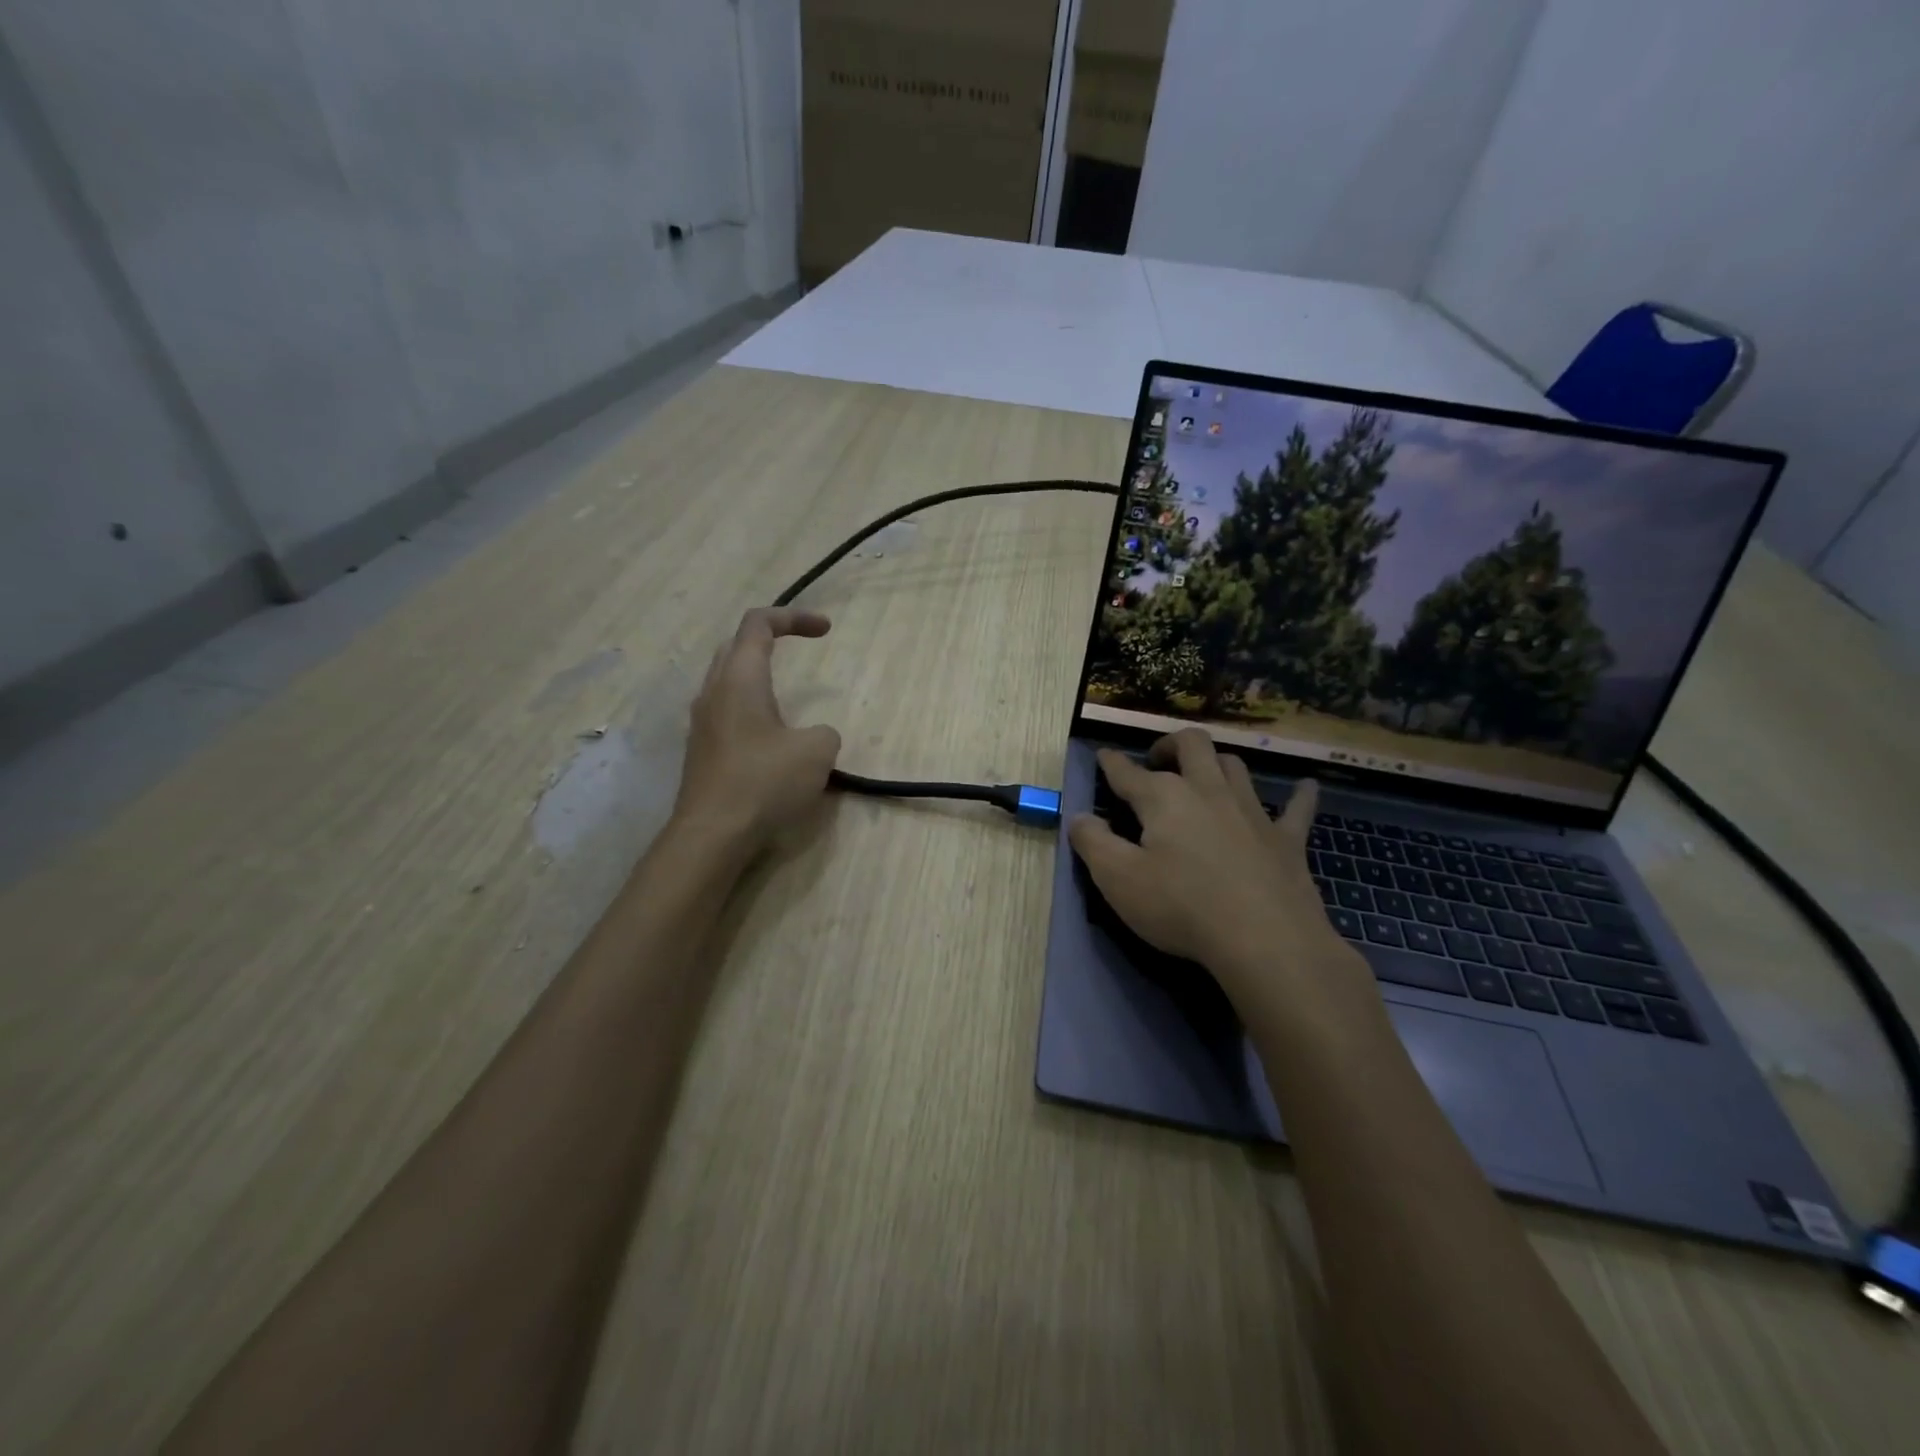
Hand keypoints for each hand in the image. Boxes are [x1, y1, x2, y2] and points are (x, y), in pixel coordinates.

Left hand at [672, 608, 842, 851]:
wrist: (712, 834)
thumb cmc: (764, 782)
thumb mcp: (817, 752)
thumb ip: (824, 733)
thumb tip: (814, 737)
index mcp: (740, 679)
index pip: (758, 624)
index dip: (794, 617)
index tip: (826, 630)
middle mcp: (714, 692)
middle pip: (736, 647)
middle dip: (770, 639)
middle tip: (800, 649)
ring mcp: (702, 723)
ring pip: (727, 680)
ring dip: (757, 676)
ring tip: (787, 696)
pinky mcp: (702, 751)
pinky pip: (726, 712)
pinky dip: (750, 708)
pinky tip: (770, 738)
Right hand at [1067, 729, 1352, 996]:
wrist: (1265, 940)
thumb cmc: (1181, 907)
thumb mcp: (1118, 879)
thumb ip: (1092, 843)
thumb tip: (1078, 816)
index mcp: (1164, 798)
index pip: (1128, 772)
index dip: (1111, 763)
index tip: (1102, 756)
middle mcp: (1207, 790)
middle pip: (1191, 745)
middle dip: (1170, 745)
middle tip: (1158, 760)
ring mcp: (1251, 811)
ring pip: (1235, 766)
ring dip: (1217, 762)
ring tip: (1206, 773)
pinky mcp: (1286, 839)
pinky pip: (1297, 808)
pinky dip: (1299, 795)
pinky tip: (1306, 786)